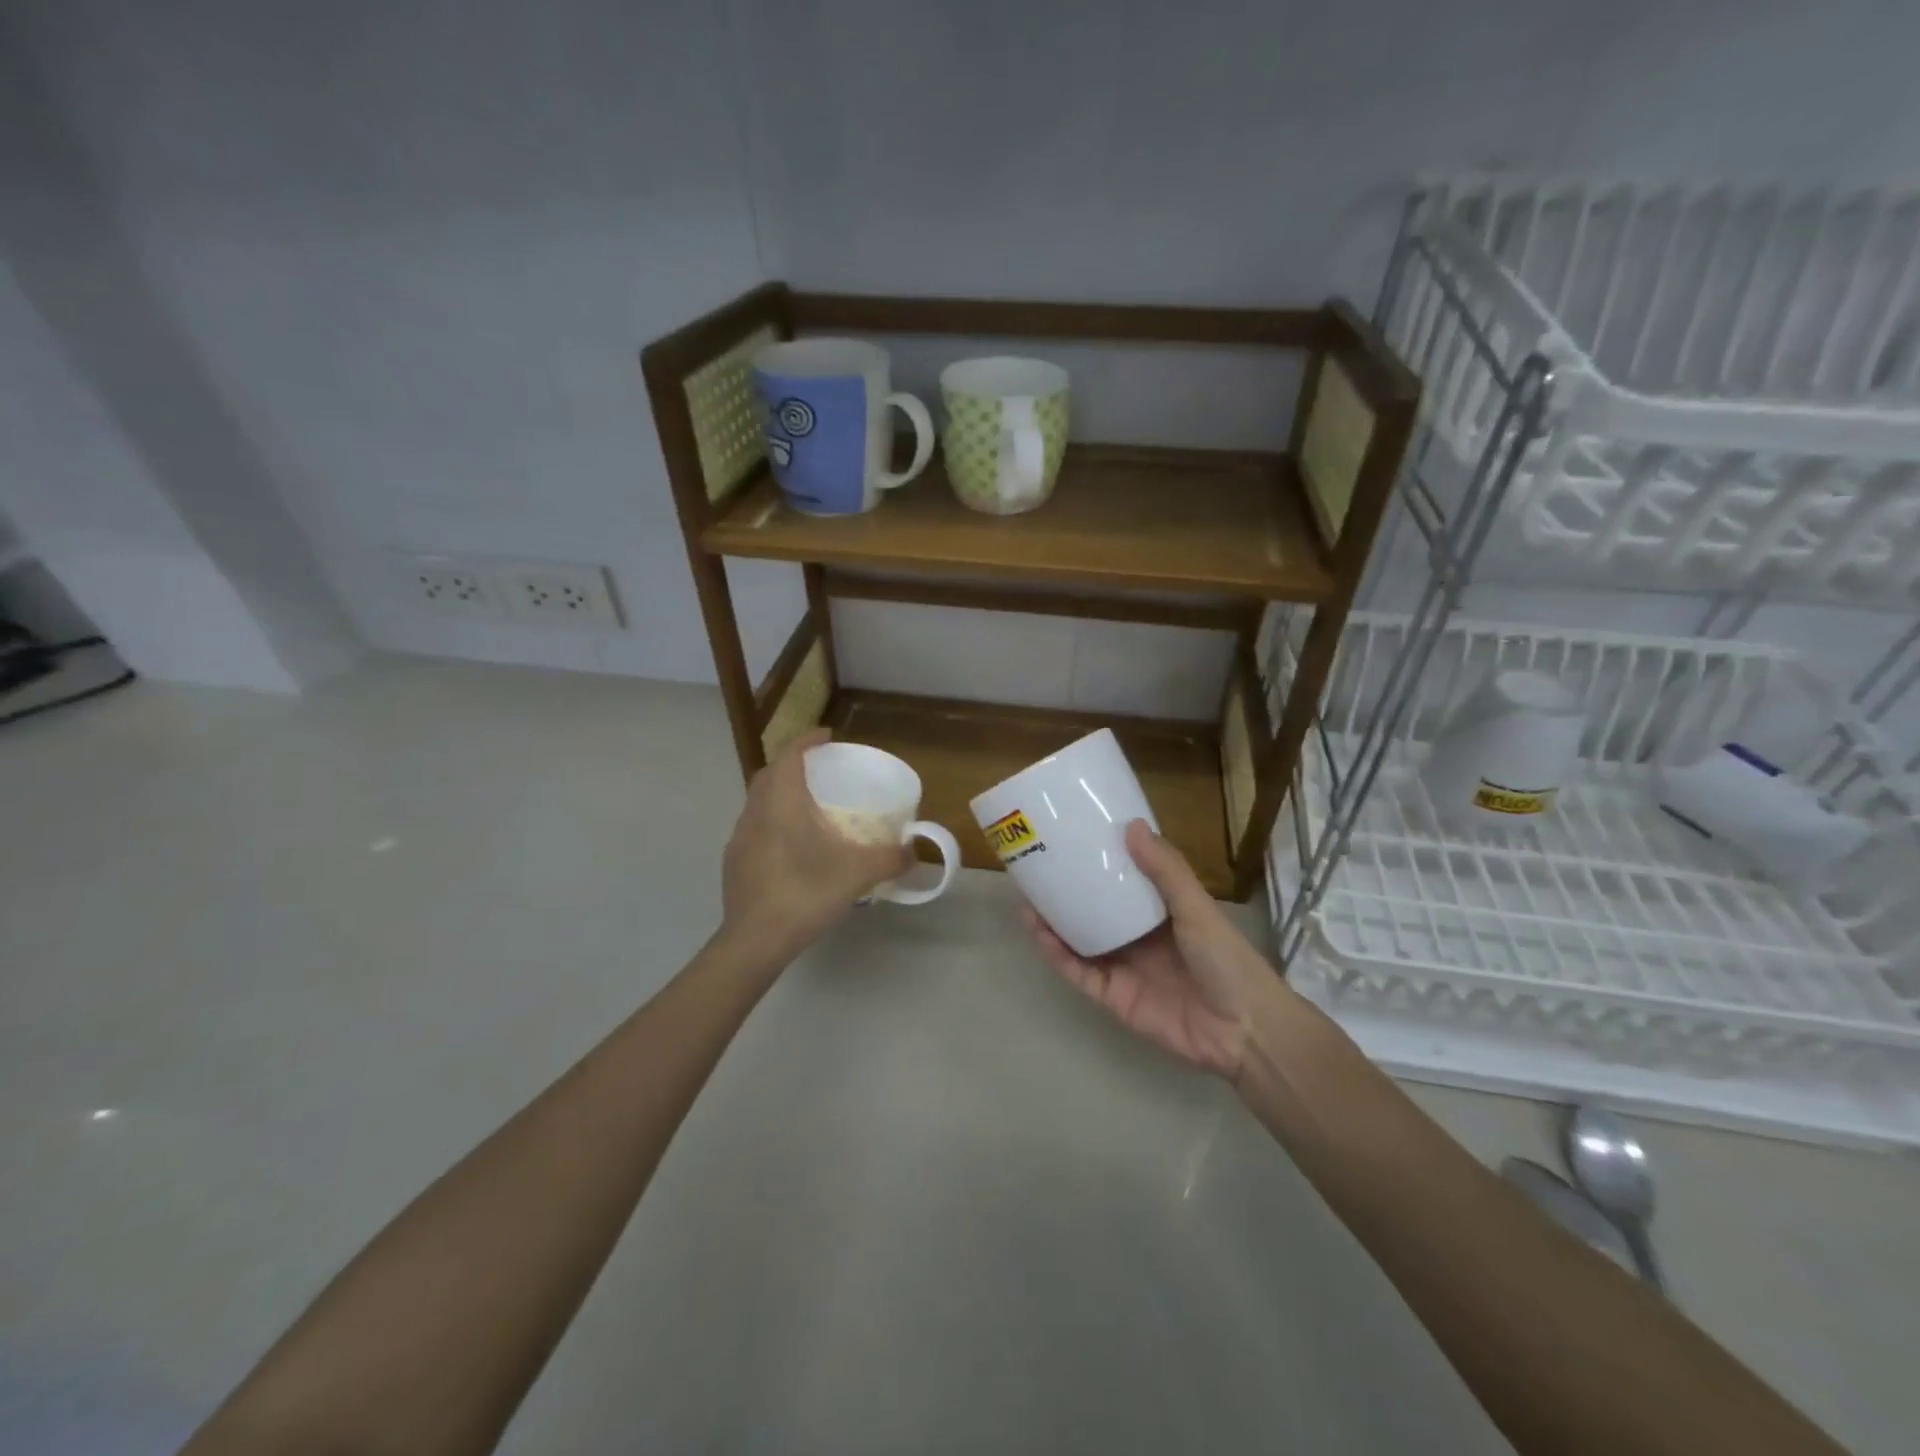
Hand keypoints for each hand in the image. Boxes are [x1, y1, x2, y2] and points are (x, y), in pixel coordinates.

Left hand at [721, 728, 914, 960]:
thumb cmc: (805, 894)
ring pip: (758, 802)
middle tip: (820, 772)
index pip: (789, 755)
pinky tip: (791, 847)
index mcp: (782, 803)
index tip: (828, 737)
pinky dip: (772, 823)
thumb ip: (890, 859)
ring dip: (780, 795)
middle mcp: (755, 812)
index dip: (807, 740)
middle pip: (770, 774)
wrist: (754, 941)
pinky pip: (754, 828)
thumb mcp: (858, 875)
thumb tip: (914, 852)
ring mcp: (739, 838)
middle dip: (792, 765)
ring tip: (807, 808)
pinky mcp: (734, 862)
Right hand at [1022, 820, 1276, 1079]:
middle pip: (1094, 911)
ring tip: (1026, 898)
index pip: (1123, 881)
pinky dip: (1057, 955)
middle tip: (1037, 868)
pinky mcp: (1112, 997)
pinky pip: (1078, 973)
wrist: (1242, 1030)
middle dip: (1067, 892)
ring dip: (1053, 923)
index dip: (1099, 863)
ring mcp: (1123, 968)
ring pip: (1079, 941)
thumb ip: (1166, 870)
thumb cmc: (1225, 959)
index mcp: (1159, 912)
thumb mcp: (1196, 907)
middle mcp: (1137, 937)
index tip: (1073, 840)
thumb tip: (1131, 825)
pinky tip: (1039, 933)